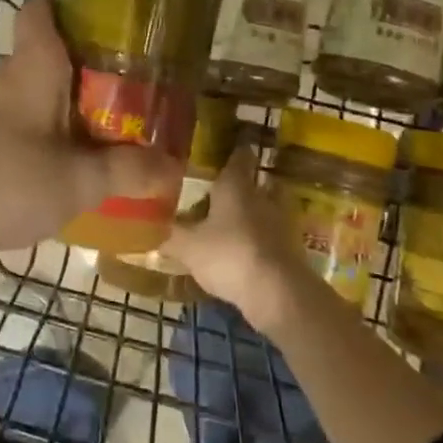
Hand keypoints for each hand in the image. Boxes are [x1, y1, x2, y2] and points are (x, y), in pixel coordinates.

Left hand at [0, 0, 183, 278]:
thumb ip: (126, 171)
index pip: (41, 10)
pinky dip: (43, 132)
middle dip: (88, 68)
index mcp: (33, 66)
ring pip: (33, 91)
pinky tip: (62, 166)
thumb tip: (173, 165)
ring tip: (106, 130)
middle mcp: (5, 77)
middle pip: (47, 53)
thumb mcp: (78, 181)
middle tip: (131, 89)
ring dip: (65, 106)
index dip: (70, 4)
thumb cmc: (4, 183)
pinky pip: (17, 122)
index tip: (109, 19)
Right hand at [161, 143, 310, 331]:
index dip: (234, 150)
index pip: (239, 156)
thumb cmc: (229, 255)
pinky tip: (247, 251)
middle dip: (245, 185)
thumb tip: (151, 230)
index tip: (226, 149)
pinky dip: (263, 240)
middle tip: (225, 190)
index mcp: (236, 185)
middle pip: (258, 182)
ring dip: (256, 213)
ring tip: (235, 222)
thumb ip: (171, 236)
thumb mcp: (189, 247)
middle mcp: (262, 196)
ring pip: (268, 209)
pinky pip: (274, 236)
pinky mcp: (292, 250)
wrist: (278, 293)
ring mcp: (282, 223)